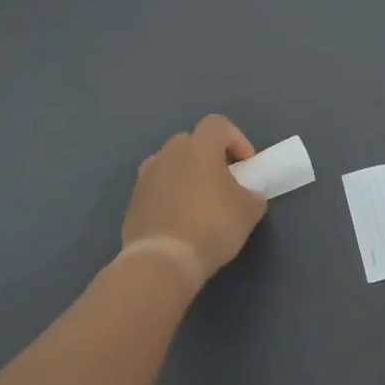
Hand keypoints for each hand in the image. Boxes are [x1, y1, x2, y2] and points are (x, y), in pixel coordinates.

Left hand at [121, 114, 267, 283]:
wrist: (163, 260)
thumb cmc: (212, 226)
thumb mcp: (249, 210)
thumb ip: (252, 193)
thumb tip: (247, 195)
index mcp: (199, 147)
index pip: (218, 124)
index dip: (236, 139)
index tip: (245, 165)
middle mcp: (169, 153)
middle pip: (192, 142)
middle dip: (209, 157)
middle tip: (222, 182)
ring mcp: (147, 176)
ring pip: (171, 165)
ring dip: (186, 176)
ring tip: (198, 203)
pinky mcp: (133, 201)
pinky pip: (156, 188)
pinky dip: (168, 197)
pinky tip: (179, 222)